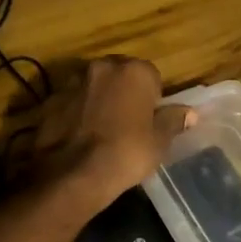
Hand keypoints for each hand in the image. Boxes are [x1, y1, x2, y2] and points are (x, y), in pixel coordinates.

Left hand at [32, 57, 193, 209]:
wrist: (73, 174)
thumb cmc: (126, 154)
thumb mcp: (159, 142)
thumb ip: (173, 121)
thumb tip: (190, 113)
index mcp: (134, 71)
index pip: (151, 76)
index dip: (152, 98)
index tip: (149, 120)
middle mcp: (102, 67)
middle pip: (119, 75)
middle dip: (124, 93)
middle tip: (127, 124)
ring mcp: (72, 82)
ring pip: (93, 86)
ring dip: (98, 100)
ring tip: (101, 132)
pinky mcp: (50, 100)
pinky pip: (71, 102)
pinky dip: (75, 113)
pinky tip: (78, 137)